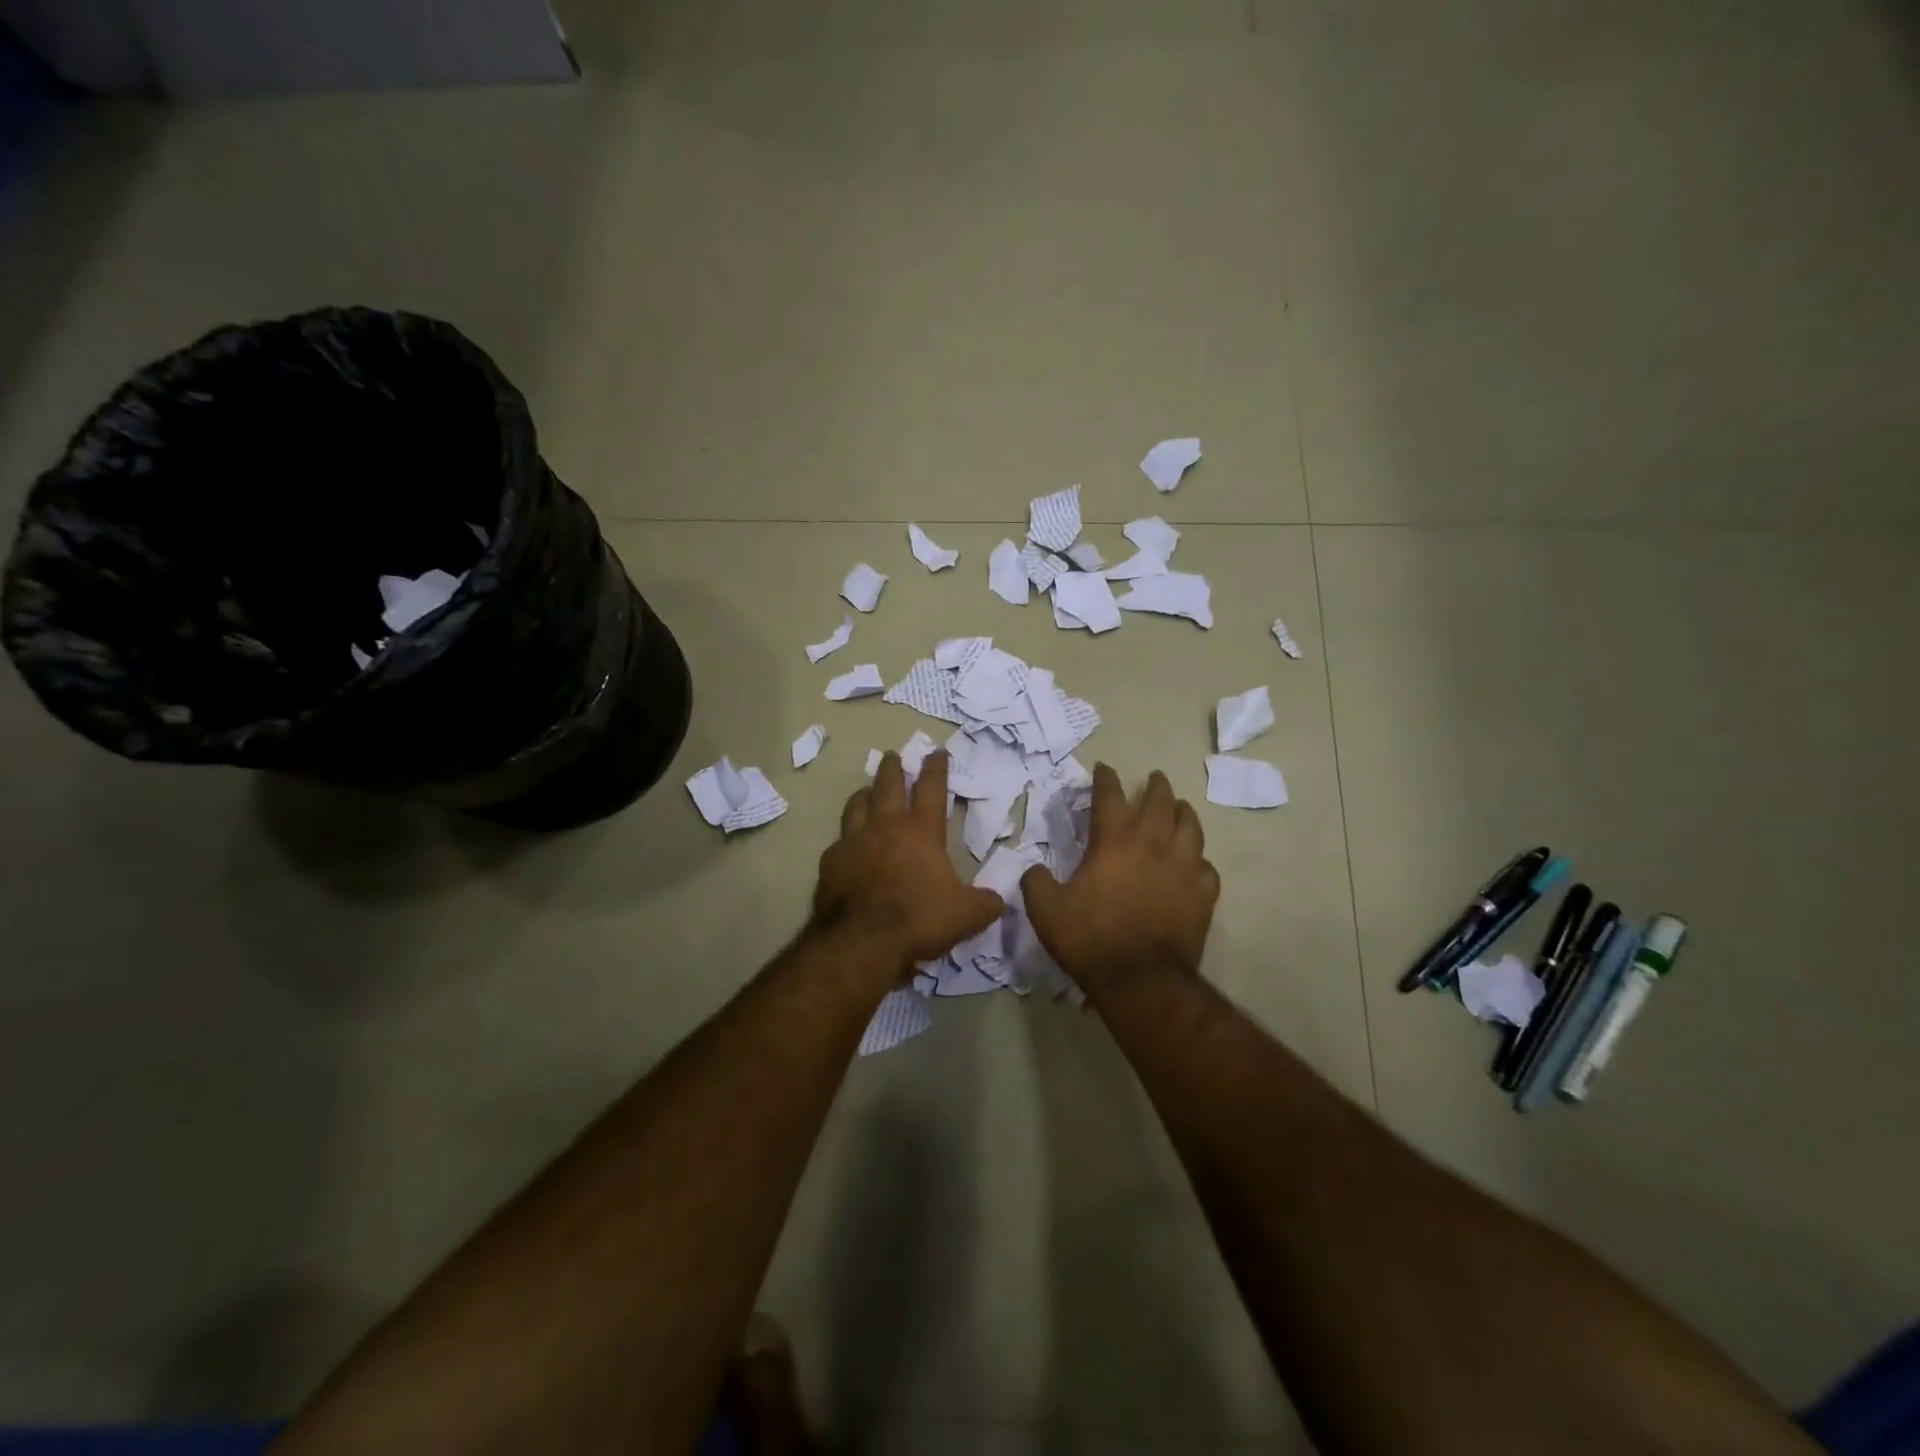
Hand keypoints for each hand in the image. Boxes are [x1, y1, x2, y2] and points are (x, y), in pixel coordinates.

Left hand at [814, 751, 1003, 971]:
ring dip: (864, 794)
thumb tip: (999, 900)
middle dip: (893, 768)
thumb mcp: (966, 915)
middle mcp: (885, 827)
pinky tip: (846, 844)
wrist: (863, 941)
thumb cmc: (919, 919)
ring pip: (857, 805)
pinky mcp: (831, 862)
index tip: (936, 752)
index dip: (936, 768)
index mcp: (921, 831)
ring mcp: (853, 841)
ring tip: (866, 790)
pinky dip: (846, 837)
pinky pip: (839, 841)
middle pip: (887, 785)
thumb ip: (985, 904)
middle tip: (893, 756)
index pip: (931, 788)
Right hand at [1020, 764, 1219, 994]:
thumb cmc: (1091, 938)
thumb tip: (1034, 869)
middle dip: (1156, 786)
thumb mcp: (1046, 910)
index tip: (1103, 768)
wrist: (1141, 979)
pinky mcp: (1203, 894)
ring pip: (1191, 827)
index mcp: (1115, 840)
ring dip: (1183, 812)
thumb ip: (1036, 882)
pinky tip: (1195, 864)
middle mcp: (1153, 843)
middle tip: (1154, 777)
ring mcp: (1184, 867)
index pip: (1110, 795)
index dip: (1105, 778)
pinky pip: (1206, 868)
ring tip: (1180, 807)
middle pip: (1160, 801)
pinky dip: (1199, 860)